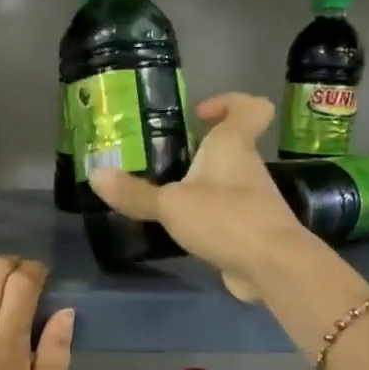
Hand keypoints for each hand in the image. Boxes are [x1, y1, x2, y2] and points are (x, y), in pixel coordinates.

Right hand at [90, 93, 313, 300]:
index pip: (249, 108)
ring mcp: (253, 202)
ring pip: (226, 184)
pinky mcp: (251, 232)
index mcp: (233, 146)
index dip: (228, 103)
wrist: (273, 266)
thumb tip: (95, 175)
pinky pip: (226, 217)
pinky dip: (207, 221)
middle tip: (163, 163)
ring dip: (200, 189)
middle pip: (230, 148)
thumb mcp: (171, 205)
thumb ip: (135, 193)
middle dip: (200, 153)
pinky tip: (181, 233)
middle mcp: (247, 168)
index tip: (199, 115)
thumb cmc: (226, 218)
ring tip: (164, 201)